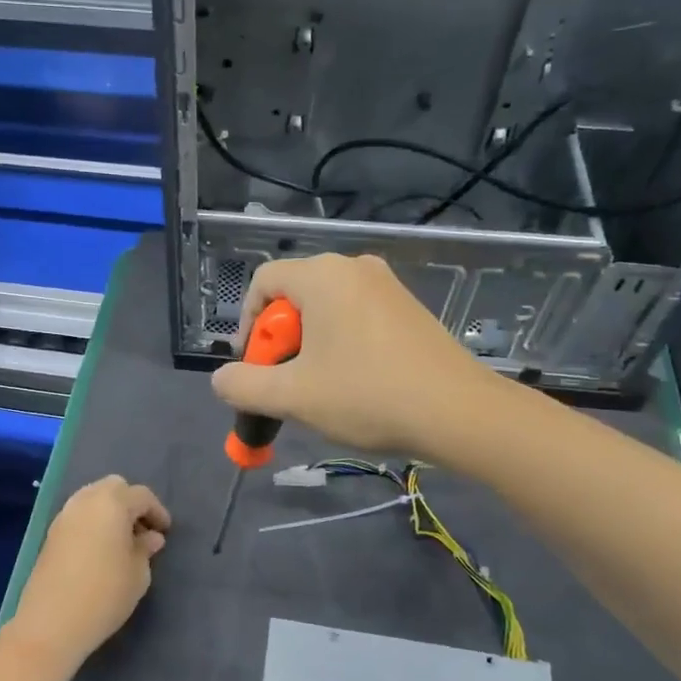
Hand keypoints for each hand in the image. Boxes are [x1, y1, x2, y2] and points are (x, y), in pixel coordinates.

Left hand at [4, 476, 170, 672]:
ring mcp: (64, 515)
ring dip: (110, 511)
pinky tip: (101, 548)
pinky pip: (79, 516)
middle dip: (131, 503)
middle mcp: (86, 500)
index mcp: (112, 503)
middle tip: (142, 530)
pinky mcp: (51, 533)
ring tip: (122, 540)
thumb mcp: (138, 574)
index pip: (141, 496)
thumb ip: (145, 549)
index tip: (165, 532)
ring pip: (93, 498)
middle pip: (114, 487)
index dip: (157, 512)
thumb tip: (149, 537)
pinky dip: (93, 522)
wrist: (51, 622)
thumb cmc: (105, 595)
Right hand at [211, 254, 477, 456]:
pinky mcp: (408, 308)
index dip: (246, 325)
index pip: (262, 282)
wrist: (458, 412)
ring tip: (315, 388)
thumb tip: (222, 380)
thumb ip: (244, 385)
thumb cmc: (367, 395)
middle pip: (293, 295)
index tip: (253, 366)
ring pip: (325, 309)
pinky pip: (355, 316)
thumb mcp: (293, 396)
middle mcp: (354, 268)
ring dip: (307, 346)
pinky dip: (339, 343)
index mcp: (322, 275)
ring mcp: (386, 286)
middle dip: (278, 340)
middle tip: (283, 383)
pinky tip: (351, 382)